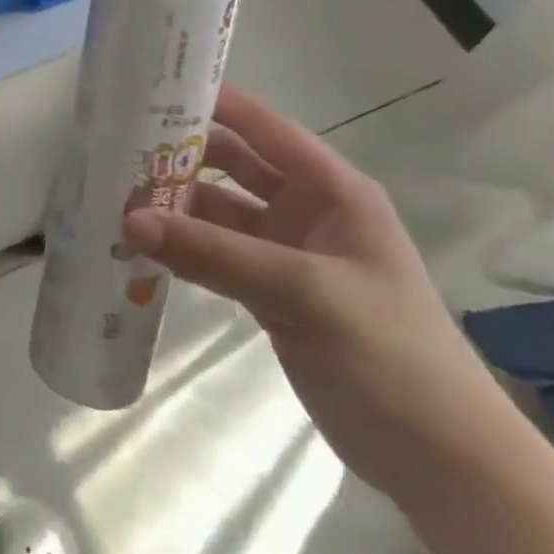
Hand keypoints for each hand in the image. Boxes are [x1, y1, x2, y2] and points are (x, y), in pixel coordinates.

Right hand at [123, 86, 511, 501]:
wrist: (439, 460)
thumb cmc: (390, 354)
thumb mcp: (303, 292)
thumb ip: (213, 254)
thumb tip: (128, 220)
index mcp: (330, 189)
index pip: (261, 124)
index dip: (209, 102)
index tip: (145, 93)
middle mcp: (305, 209)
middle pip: (231, 164)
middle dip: (178, 156)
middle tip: (114, 152)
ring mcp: (285, 252)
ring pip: (216, 212)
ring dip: (172, 207)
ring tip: (113, 201)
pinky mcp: (269, 292)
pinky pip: (214, 255)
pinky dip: (181, 249)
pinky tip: (138, 248)